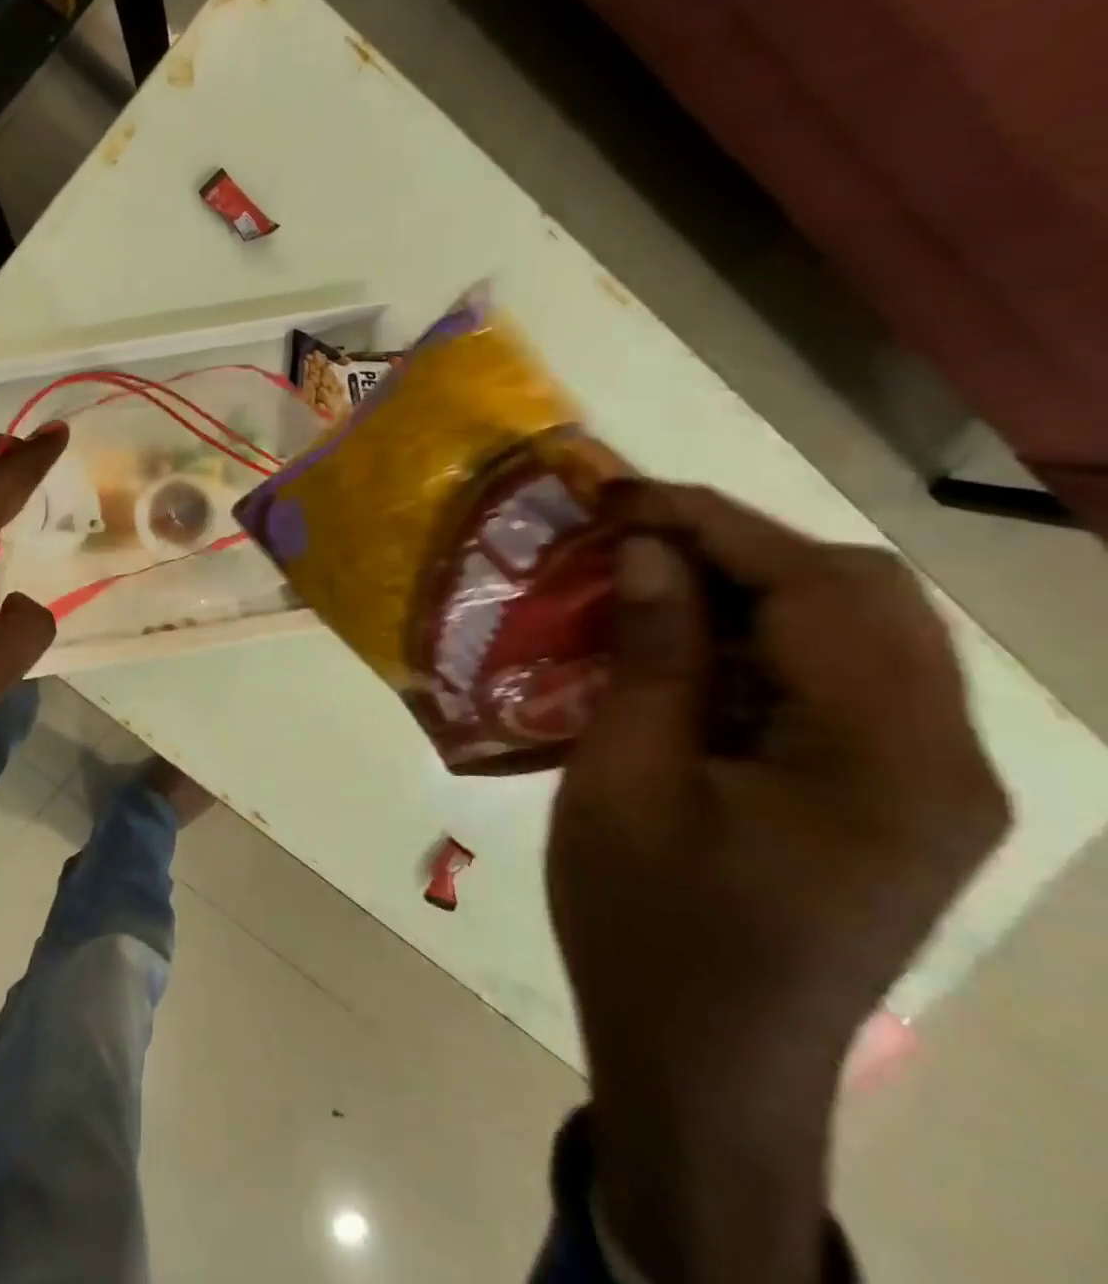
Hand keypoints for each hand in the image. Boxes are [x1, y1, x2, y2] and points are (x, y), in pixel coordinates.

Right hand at [549, 483, 1007, 1283]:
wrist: (702, 1066)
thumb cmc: (647, 925)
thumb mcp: (624, 781)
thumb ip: (651, 657)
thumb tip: (651, 552)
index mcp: (887, 761)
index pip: (818, 588)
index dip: (713, 523)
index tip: (619, 494)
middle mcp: (941, 761)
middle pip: (860, 597)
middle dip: (737, 547)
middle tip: (629, 539)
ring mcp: (925, 784)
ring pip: (852, 634)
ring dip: (744, 592)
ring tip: (643, 585)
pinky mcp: (888, 801)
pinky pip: (833, 685)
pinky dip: (754, 645)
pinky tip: (679, 654)